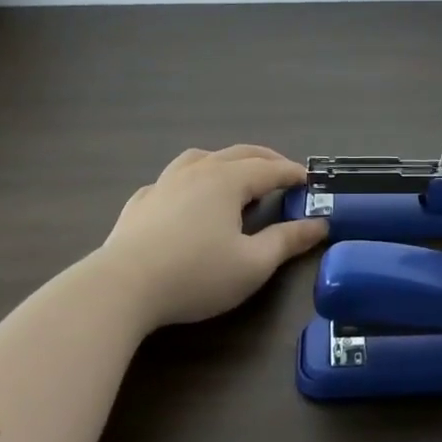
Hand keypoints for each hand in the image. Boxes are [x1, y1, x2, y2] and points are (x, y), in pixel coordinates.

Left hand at [98, 145, 328, 327]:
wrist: (122, 287)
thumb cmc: (196, 274)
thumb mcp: (253, 264)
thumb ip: (288, 240)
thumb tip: (319, 224)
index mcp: (228, 181)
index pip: (270, 169)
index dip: (293, 173)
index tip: (311, 180)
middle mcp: (197, 171)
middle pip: (238, 154)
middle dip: (266, 159)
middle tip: (283, 171)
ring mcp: (164, 183)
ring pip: (200, 158)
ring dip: (226, 161)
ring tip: (235, 174)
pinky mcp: (140, 202)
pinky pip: (171, 180)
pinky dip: (190, 180)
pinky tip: (185, 197)